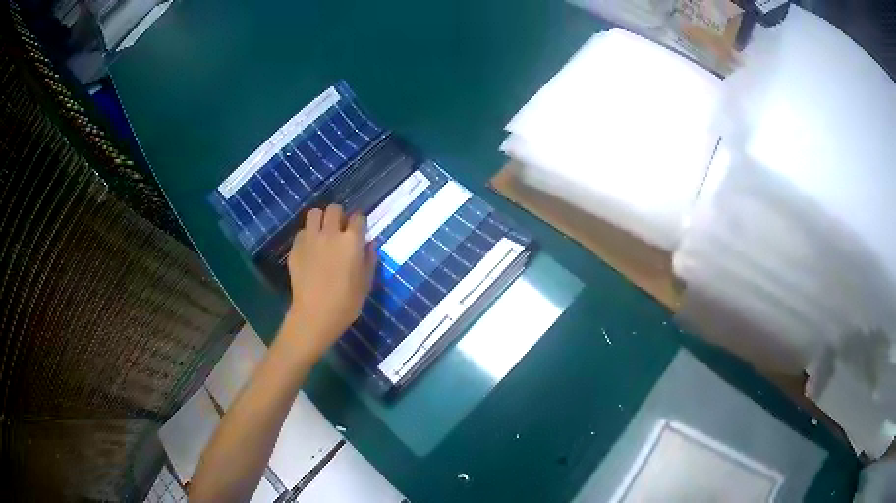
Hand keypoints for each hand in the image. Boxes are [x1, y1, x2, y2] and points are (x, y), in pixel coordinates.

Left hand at [285, 205, 376, 356]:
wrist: (315, 315)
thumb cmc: (346, 303)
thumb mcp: (366, 283)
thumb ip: (369, 259)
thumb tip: (369, 243)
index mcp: (351, 241)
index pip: (358, 218)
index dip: (360, 222)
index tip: (359, 230)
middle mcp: (330, 234)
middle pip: (334, 209)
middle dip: (339, 216)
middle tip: (340, 229)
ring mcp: (310, 239)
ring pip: (314, 213)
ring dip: (320, 219)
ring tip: (323, 232)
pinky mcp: (295, 248)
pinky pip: (302, 232)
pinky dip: (307, 235)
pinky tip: (310, 249)